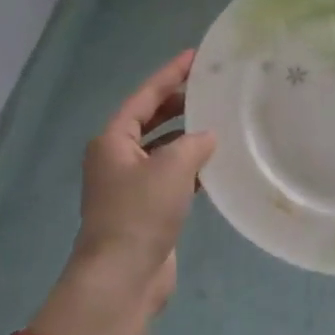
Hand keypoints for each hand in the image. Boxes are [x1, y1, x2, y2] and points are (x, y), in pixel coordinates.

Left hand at [33, 52, 215, 334]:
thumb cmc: (141, 213)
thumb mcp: (172, 167)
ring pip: (163, 149)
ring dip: (188, 136)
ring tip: (221, 120)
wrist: (123, 278)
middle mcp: (117, 157)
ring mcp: (131, 185)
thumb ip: (194, 143)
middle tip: (212, 87)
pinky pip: (172, 176)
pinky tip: (217, 163)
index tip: (195, 56)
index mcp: (113, 140)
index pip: (145, 96)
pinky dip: (192, 166)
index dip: (170, 74)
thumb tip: (207, 138)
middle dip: (179, 103)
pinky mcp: (146, 209)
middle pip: (151, 119)